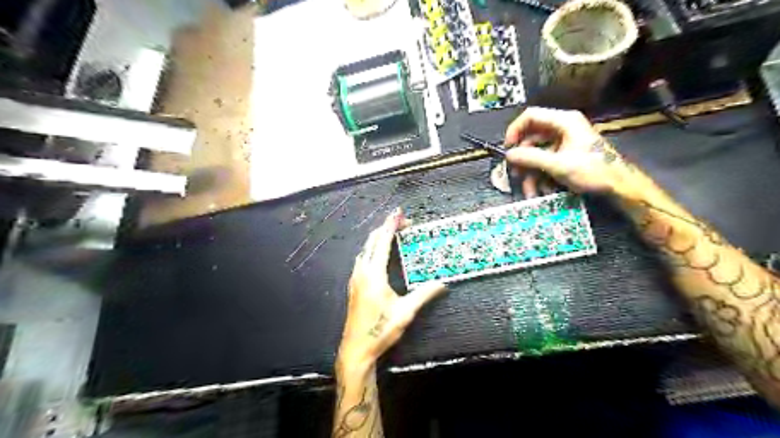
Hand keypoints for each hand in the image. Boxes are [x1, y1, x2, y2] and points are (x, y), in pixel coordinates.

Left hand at [338, 208, 447, 372]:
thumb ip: (424, 295)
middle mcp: (362, 272)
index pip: (383, 242)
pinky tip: (378, 253)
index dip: (391, 225)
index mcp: (374, 275)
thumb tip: (442, 284)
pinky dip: (372, 248)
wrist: (356, 348)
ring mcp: (355, 278)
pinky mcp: (353, 285)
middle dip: (386, 228)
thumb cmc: (380, 330)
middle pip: (372, 241)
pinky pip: (362, 258)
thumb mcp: (405, 312)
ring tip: (391, 233)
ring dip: (378, 238)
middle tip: (401, 222)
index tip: (398, 213)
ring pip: (365, 249)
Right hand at [503, 107, 628, 195]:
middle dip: (523, 159)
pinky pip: (546, 161)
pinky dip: (541, 175)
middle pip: (531, 138)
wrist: (619, 185)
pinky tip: (541, 190)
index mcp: (564, 121)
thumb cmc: (593, 170)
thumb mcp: (558, 165)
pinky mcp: (566, 154)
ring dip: (531, 172)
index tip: (508, 149)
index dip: (515, 130)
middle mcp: (562, 128)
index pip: (530, 116)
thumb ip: (531, 158)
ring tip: (530, 191)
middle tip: (515, 174)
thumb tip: (508, 154)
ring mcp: (564, 141)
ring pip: (537, 153)